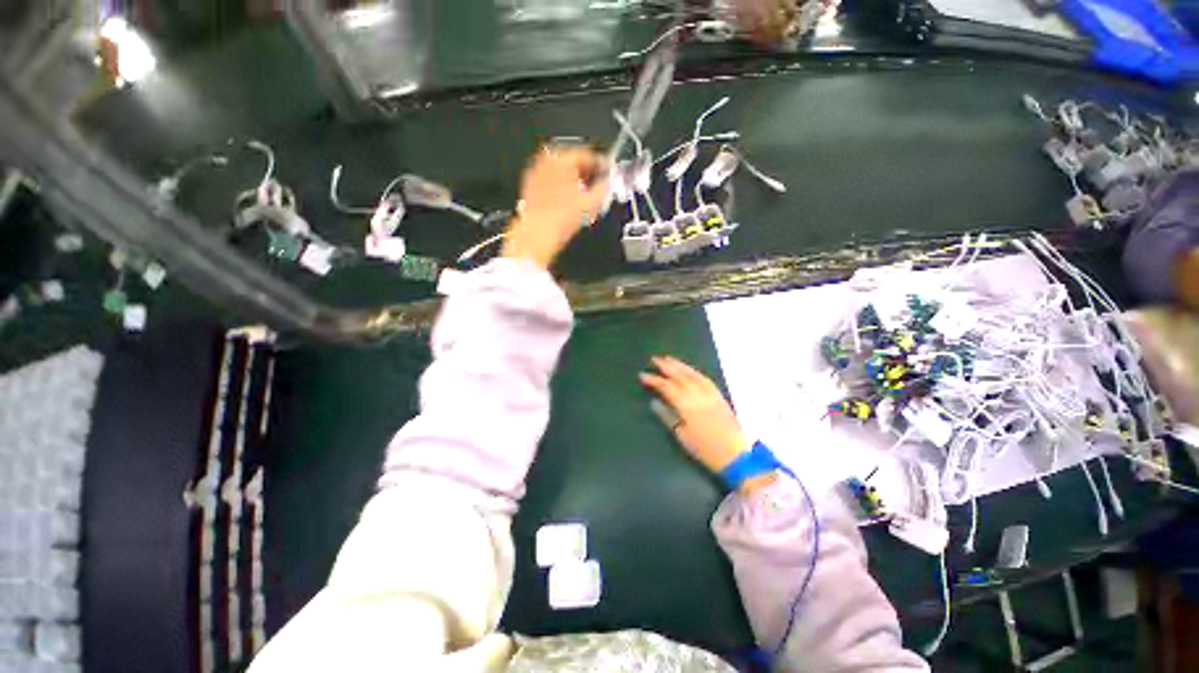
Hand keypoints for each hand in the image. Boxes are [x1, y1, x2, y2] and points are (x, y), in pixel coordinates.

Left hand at [502, 145, 609, 269]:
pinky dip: (561, 186)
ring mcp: (536, 172)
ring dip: (574, 179)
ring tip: (584, 195)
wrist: (537, 234)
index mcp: (562, 157)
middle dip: (586, 171)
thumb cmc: (562, 218)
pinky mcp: (529, 186)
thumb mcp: (591, 203)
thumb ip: (604, 188)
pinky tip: (568, 201)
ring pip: (560, 170)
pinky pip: (550, 180)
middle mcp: (547, 160)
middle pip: (572, 160)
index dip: (601, 164)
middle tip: (597, 184)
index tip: (608, 173)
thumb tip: (608, 183)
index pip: (587, 154)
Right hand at [639, 356, 749, 475]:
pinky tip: (690, 369)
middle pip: (680, 376)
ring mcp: (710, 394)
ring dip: (680, 365)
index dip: (654, 380)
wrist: (736, 455)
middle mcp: (698, 395)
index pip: (666, 387)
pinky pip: (705, 379)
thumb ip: (667, 417)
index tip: (642, 375)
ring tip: (669, 359)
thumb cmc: (705, 449)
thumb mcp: (682, 436)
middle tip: (655, 359)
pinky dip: (695, 371)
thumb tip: (654, 402)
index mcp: (686, 405)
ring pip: (693, 374)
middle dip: (666, 366)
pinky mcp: (719, 396)